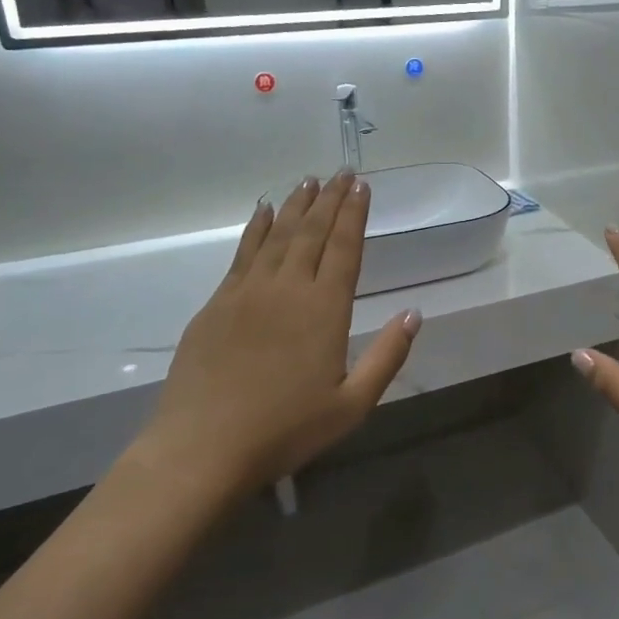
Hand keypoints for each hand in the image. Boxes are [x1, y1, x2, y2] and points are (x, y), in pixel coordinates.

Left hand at [124, 171, 418, 508]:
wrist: (203, 447)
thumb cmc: (286, 429)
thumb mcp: (352, 404)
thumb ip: (388, 356)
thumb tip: (414, 313)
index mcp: (325, 309)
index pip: (345, 248)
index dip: (355, 214)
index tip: (362, 185)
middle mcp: (287, 288)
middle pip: (312, 233)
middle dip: (330, 200)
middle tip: (341, 172)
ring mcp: (247, 292)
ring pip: (277, 236)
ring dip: (296, 206)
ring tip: (309, 181)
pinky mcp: (217, 303)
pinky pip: (243, 253)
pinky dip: (257, 228)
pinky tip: (264, 212)